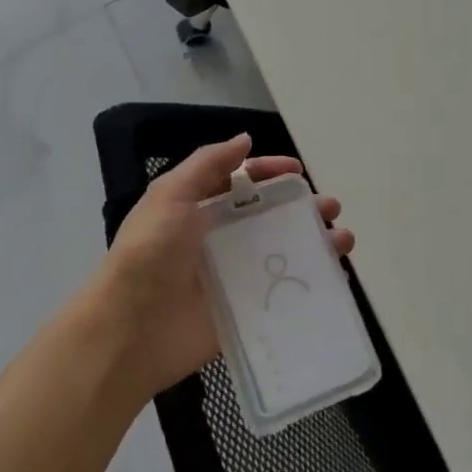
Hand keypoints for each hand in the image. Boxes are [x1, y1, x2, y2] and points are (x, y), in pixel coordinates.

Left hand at [89, 133, 353, 400]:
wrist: (129, 331)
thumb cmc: (149, 254)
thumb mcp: (171, 195)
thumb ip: (208, 164)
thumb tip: (245, 139)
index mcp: (199, 208)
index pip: (241, 182)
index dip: (270, 172)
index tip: (298, 171)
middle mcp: (219, 239)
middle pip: (269, 217)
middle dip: (302, 209)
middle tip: (330, 209)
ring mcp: (233, 278)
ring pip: (282, 254)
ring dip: (314, 244)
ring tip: (342, 241)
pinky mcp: (244, 313)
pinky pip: (282, 296)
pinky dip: (310, 287)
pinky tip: (335, 279)